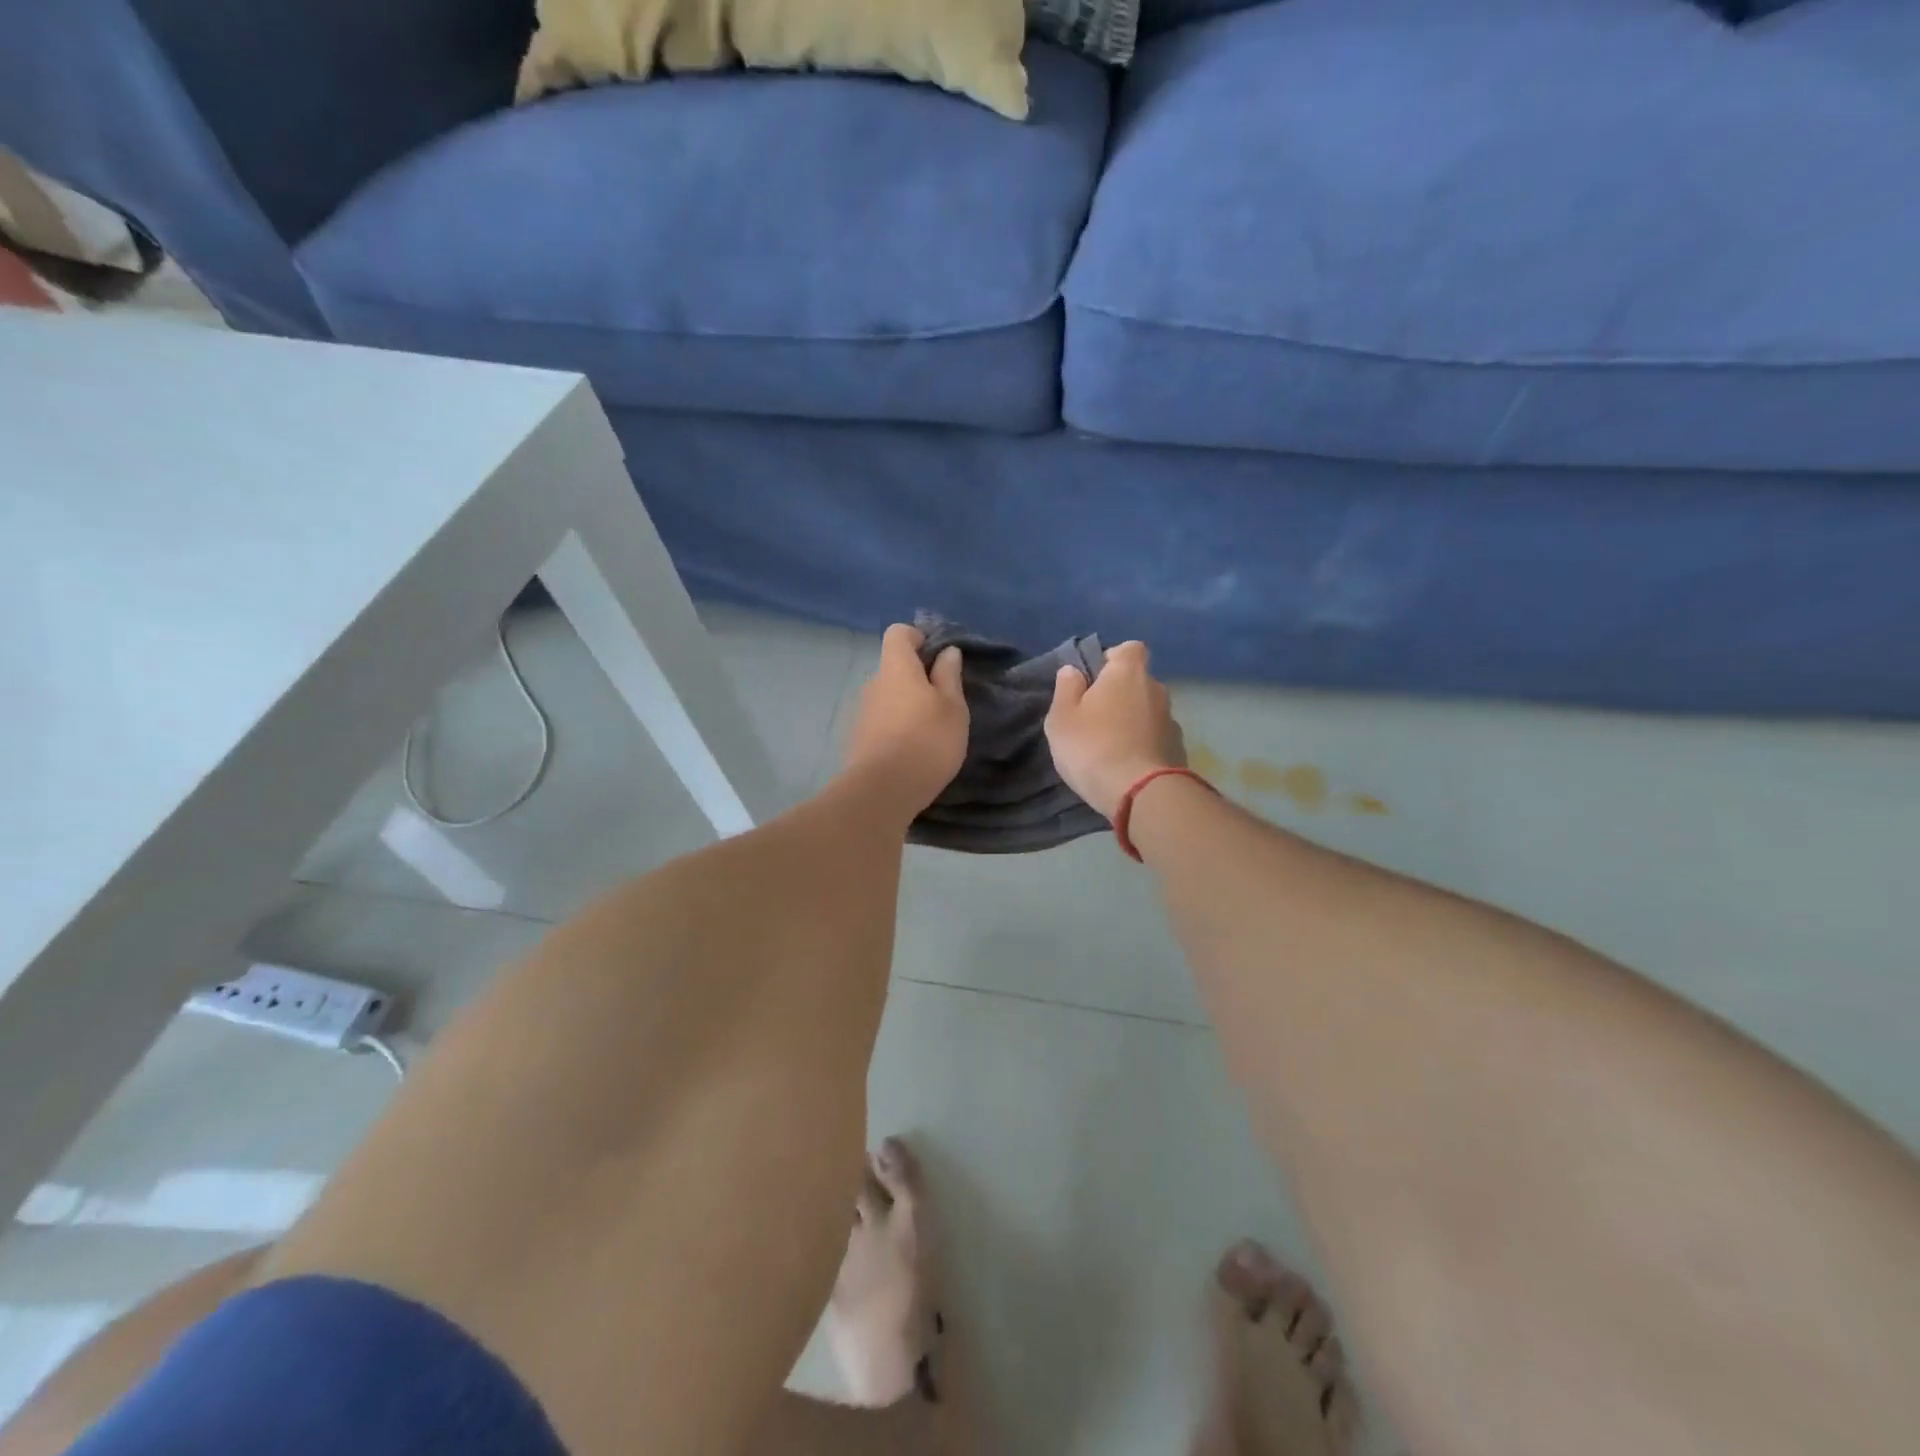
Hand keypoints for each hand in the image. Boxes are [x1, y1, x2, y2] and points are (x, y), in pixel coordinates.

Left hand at [843, 624, 968, 815]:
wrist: (882, 791)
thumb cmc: (927, 741)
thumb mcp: (953, 708)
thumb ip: (949, 676)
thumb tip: (947, 651)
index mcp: (896, 668)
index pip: (898, 633)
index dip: (918, 638)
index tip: (937, 657)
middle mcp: (873, 683)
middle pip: (893, 667)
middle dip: (916, 677)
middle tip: (942, 701)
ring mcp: (861, 712)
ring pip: (887, 697)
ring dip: (905, 705)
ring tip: (929, 730)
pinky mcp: (857, 739)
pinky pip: (880, 722)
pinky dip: (895, 727)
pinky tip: (911, 751)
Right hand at [1045, 640, 1185, 819]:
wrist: (1141, 794)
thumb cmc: (1093, 747)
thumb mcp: (1062, 718)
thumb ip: (1066, 689)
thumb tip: (1073, 670)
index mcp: (1128, 673)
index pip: (1130, 648)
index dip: (1113, 658)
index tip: (1095, 678)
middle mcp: (1156, 689)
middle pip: (1138, 681)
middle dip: (1120, 694)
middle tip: (1096, 718)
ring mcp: (1171, 720)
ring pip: (1148, 711)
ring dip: (1133, 721)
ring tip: (1111, 747)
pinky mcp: (1179, 749)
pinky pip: (1156, 737)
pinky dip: (1144, 744)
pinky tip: (1128, 765)